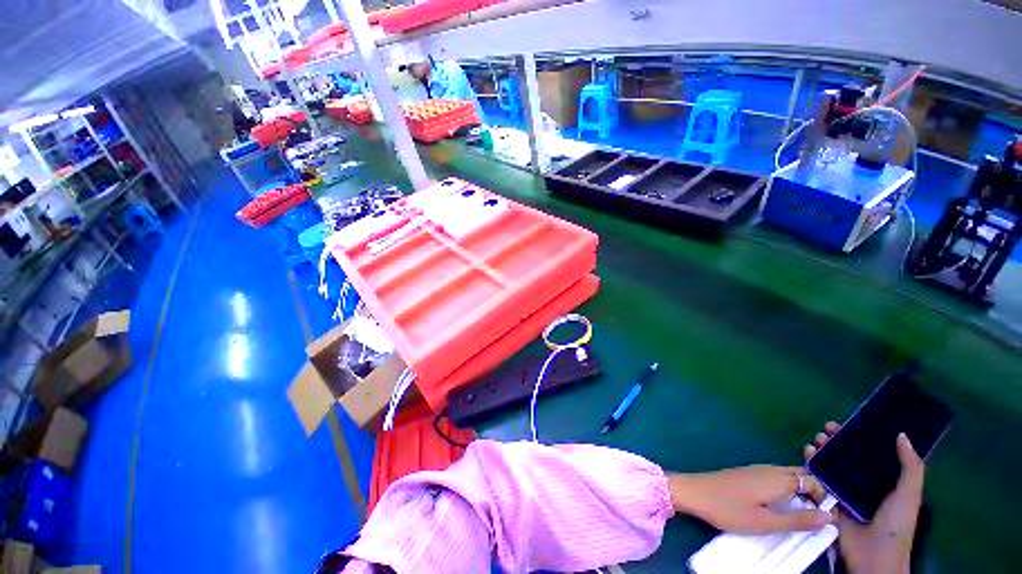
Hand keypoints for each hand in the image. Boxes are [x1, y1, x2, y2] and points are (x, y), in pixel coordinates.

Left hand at [668, 466, 830, 533]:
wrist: (694, 492)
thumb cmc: (730, 509)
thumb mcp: (766, 522)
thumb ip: (798, 520)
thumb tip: (829, 517)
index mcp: (778, 479)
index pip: (814, 481)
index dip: (825, 498)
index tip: (827, 517)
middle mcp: (770, 469)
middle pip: (801, 475)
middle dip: (815, 492)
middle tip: (817, 516)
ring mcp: (756, 469)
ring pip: (788, 475)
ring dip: (800, 490)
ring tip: (803, 513)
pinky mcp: (747, 473)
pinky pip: (775, 477)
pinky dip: (786, 488)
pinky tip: (781, 503)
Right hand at [804, 422, 924, 573]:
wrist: (873, 555)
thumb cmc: (895, 523)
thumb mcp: (909, 495)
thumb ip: (910, 467)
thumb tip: (901, 434)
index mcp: (885, 481)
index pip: (872, 454)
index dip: (861, 437)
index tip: (850, 423)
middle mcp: (863, 484)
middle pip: (848, 457)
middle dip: (837, 441)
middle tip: (827, 429)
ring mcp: (844, 492)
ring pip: (831, 465)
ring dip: (823, 450)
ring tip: (816, 440)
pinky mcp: (828, 498)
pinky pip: (818, 478)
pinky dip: (812, 465)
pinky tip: (807, 453)